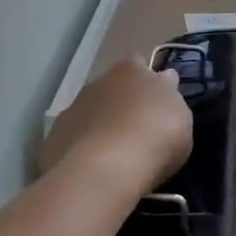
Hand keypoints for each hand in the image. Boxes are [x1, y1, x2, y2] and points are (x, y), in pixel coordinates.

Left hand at [43, 60, 192, 190]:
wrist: (104, 170)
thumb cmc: (154, 138)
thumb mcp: (181, 116)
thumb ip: (170, 97)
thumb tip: (164, 81)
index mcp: (132, 70)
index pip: (141, 65)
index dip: (149, 82)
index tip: (157, 102)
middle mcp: (98, 82)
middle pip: (113, 88)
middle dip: (123, 104)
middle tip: (139, 130)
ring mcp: (72, 108)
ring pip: (91, 112)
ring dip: (102, 126)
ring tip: (117, 155)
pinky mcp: (55, 137)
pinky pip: (75, 139)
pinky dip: (84, 148)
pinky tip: (95, 168)